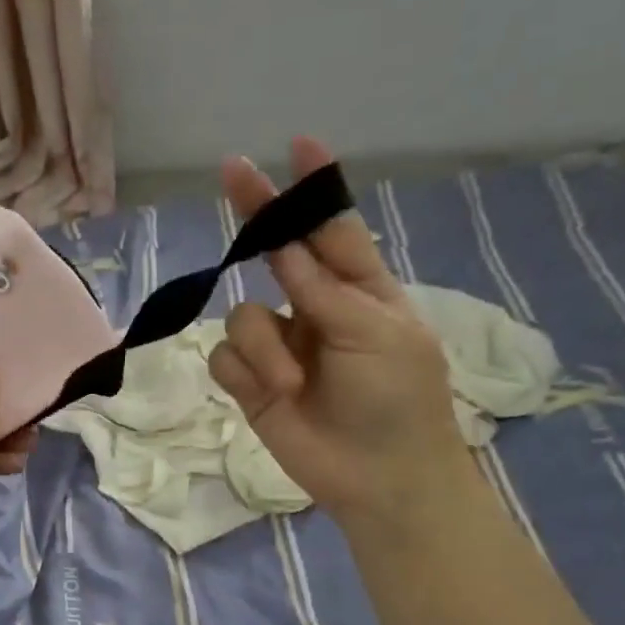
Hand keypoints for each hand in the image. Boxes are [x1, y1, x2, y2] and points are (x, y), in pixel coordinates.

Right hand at [208, 138, 470, 520]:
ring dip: (263, 347)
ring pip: (243, 315)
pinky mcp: (251, 382)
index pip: (333, 229)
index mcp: (360, 291)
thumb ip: (324, 290)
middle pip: (276, 253)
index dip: (316, 189)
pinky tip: (267, 392)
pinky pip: (225, 357)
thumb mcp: (376, 335)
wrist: (379, 479)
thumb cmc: (398, 401)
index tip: (299, 146)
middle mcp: (314, 309)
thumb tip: (284, 247)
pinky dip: (244, 372)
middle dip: (258, 215)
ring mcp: (280, 346)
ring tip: (290, 383)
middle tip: (233, 171)